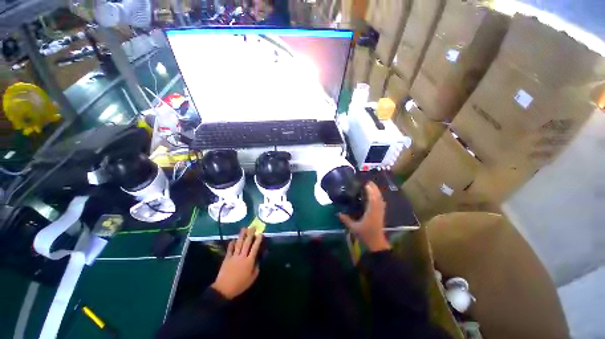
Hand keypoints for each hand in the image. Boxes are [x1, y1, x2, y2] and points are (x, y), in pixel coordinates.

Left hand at [211, 228, 262, 299]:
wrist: (224, 289)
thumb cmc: (240, 285)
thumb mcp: (252, 278)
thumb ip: (256, 268)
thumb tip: (257, 260)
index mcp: (249, 261)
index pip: (255, 248)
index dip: (258, 240)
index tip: (260, 234)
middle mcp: (242, 256)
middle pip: (247, 243)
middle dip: (250, 234)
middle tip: (253, 227)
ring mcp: (234, 256)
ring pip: (239, 244)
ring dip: (241, 235)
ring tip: (244, 228)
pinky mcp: (227, 258)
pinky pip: (230, 249)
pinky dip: (232, 244)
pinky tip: (233, 239)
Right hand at [338, 182, 390, 251]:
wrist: (376, 243)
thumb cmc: (365, 235)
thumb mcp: (353, 227)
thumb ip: (346, 219)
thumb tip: (338, 213)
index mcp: (371, 212)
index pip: (372, 198)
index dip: (370, 190)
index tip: (365, 183)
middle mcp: (377, 210)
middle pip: (378, 196)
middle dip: (374, 188)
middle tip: (367, 181)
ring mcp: (380, 212)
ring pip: (380, 199)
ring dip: (377, 191)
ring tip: (371, 186)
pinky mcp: (381, 214)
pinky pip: (381, 202)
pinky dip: (378, 197)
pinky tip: (375, 195)